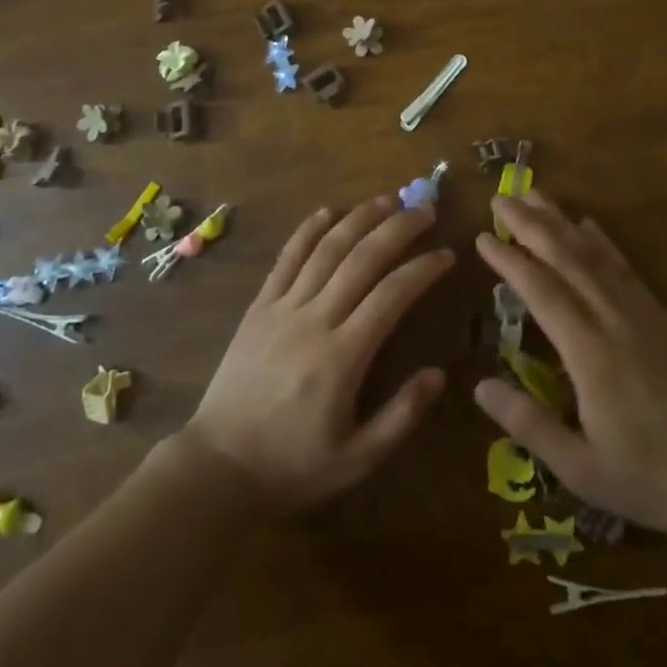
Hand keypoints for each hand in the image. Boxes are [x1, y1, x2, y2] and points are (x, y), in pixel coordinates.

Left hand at [182, 196, 452, 512]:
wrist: (218, 467)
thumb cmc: (293, 466)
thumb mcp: (357, 459)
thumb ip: (401, 416)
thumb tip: (439, 373)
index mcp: (343, 357)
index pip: (392, 295)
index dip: (423, 269)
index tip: (447, 254)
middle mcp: (314, 319)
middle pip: (362, 258)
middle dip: (398, 228)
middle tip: (425, 210)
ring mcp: (283, 308)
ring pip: (326, 249)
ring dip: (359, 218)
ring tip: (388, 199)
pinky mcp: (259, 306)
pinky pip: (286, 259)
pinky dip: (307, 230)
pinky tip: (327, 211)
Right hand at [474, 192, 666, 551]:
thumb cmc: (646, 476)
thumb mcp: (580, 468)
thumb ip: (528, 424)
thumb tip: (479, 385)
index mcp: (589, 353)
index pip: (541, 291)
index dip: (510, 260)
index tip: (482, 236)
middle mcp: (612, 319)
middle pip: (566, 258)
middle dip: (530, 224)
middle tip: (501, 198)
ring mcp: (640, 312)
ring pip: (594, 254)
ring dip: (561, 221)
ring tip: (534, 195)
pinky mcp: (660, 315)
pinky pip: (624, 266)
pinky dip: (602, 241)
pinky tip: (587, 224)